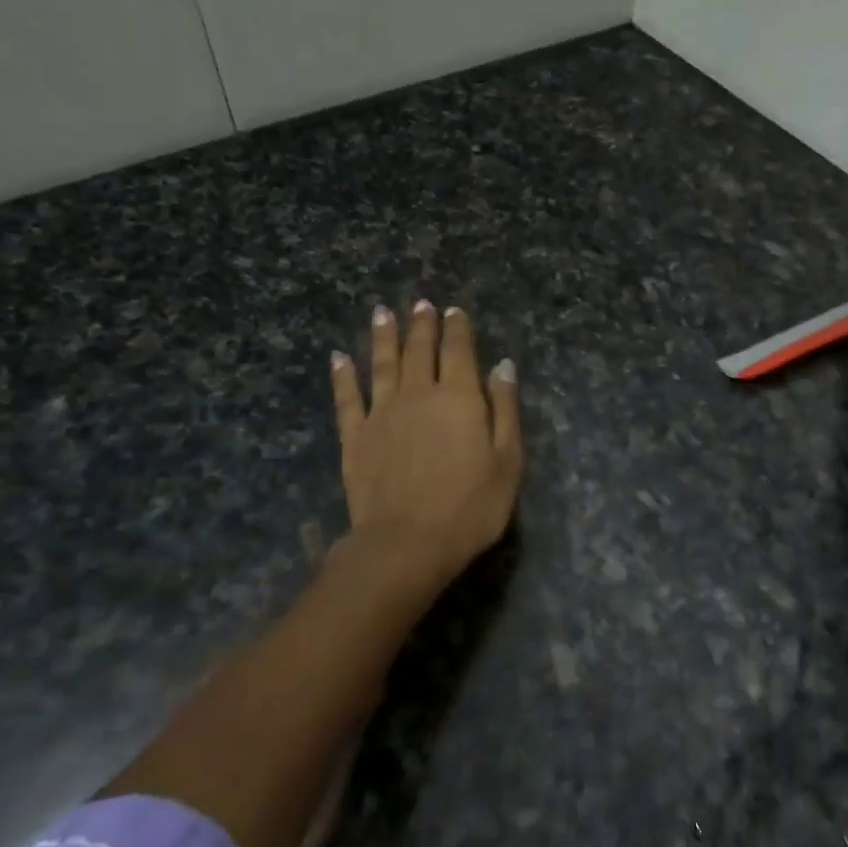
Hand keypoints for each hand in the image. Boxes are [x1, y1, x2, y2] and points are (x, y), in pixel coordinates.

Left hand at [330, 300, 524, 590]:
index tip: (454, 310)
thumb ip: (505, 410)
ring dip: (384, 336)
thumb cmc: (471, 507)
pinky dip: (343, 375)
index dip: (458, 329)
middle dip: (422, 325)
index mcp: (459, 398)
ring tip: (383, 313)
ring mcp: (382, 413)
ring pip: (382, 364)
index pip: (459, 351)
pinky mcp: (355, 436)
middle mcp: (418, 394)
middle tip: (421, 304)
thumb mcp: (508, 461)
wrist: (407, 542)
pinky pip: (347, 397)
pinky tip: (339, 357)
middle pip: (420, 351)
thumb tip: (503, 367)